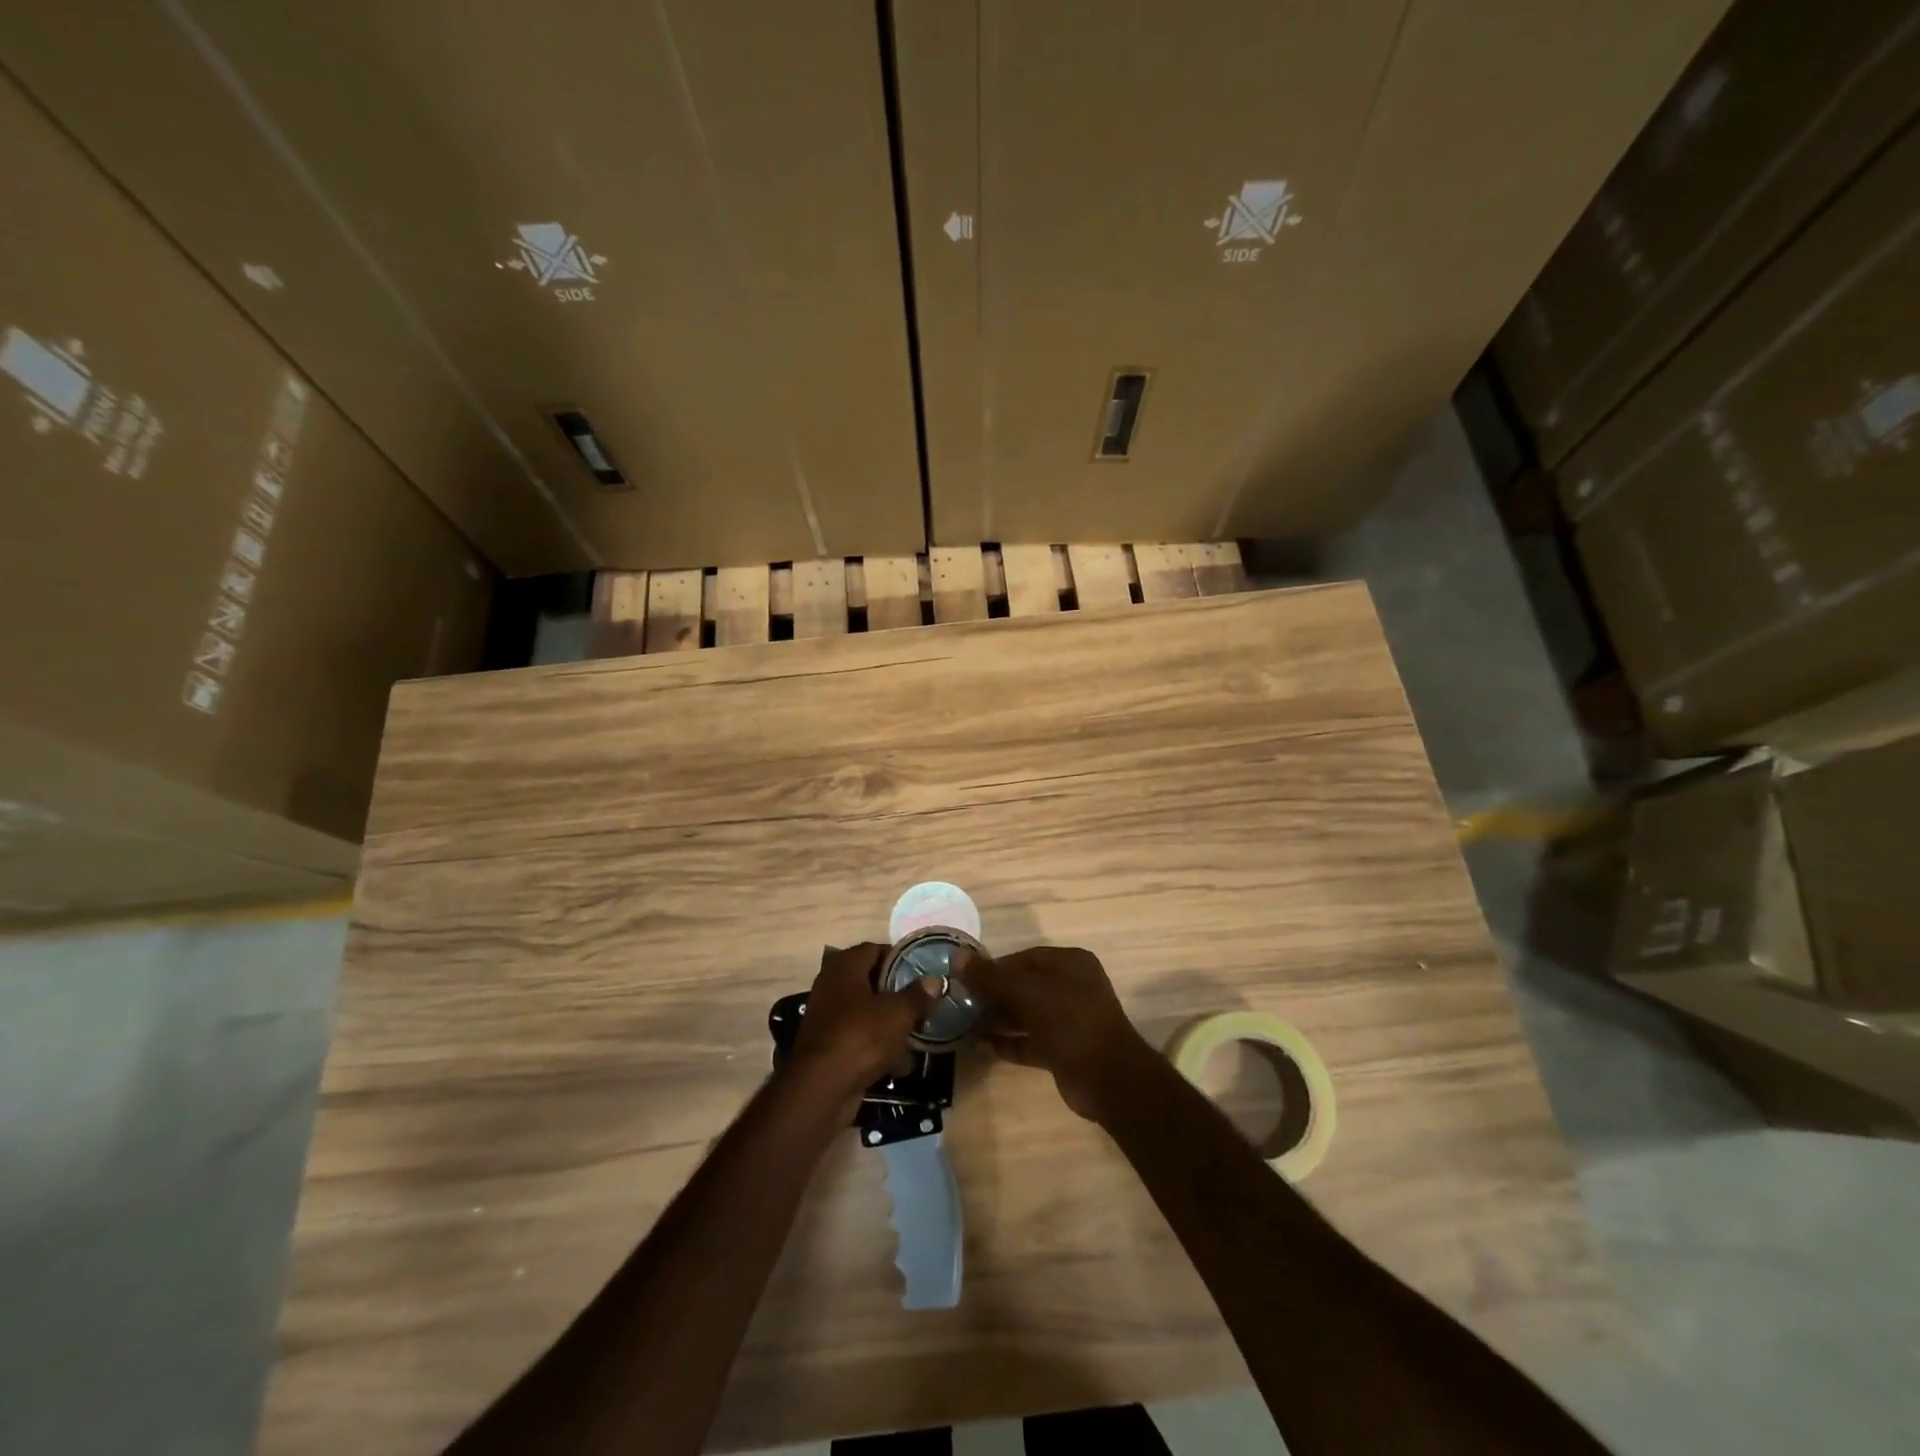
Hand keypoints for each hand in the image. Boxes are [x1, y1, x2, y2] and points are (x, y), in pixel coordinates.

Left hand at [788, 944, 937, 1105]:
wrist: (821, 1088)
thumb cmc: (861, 1037)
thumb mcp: (899, 1014)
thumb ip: (918, 995)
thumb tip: (935, 980)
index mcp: (845, 967)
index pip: (873, 949)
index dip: (897, 957)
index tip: (920, 970)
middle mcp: (830, 986)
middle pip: (868, 980)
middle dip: (895, 991)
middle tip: (920, 1000)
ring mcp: (825, 1016)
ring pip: (864, 1011)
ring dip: (887, 1020)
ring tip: (914, 1030)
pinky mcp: (826, 1046)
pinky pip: (857, 1036)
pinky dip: (876, 1044)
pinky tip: (898, 1060)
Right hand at [960, 945, 1158, 1121]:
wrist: (1107, 1078)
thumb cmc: (1069, 1021)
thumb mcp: (1026, 992)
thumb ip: (991, 976)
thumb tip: (958, 957)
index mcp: (1070, 964)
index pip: (1025, 958)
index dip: (995, 967)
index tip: (966, 979)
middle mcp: (1072, 987)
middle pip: (1024, 985)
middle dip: (994, 994)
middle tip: (963, 1002)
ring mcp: (1069, 1020)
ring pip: (1026, 1014)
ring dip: (999, 1019)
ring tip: (965, 1024)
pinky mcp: (1063, 1050)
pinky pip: (1030, 1040)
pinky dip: (1009, 1042)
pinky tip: (982, 1046)